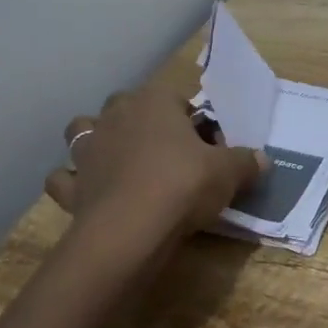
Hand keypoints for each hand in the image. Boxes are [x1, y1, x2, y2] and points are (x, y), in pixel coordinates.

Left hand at [46, 85, 267, 249]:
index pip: (178, 99)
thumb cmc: (183, 184)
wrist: (131, 229)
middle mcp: (116, 115)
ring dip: (97, 141)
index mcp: (155, 101)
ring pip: (83, 129)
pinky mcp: (72, 184)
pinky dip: (73, 182)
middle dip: (142, 121)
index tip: (209, 147)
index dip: (195, 122)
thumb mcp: (228, 172)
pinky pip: (64, 178)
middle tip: (168, 152)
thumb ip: (246, 162)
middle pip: (128, 106)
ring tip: (119, 162)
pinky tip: (88, 192)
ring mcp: (88, 148)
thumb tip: (263, 160)